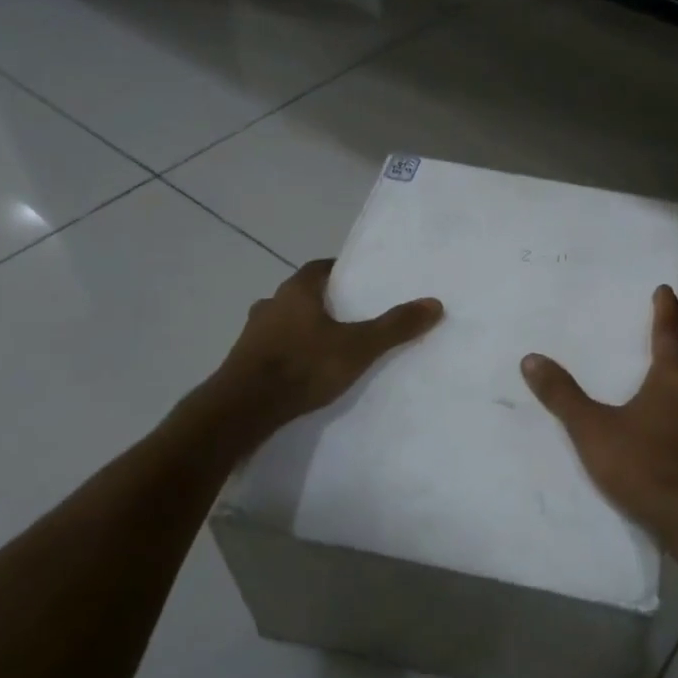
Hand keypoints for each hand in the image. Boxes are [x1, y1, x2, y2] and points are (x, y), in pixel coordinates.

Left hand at [221, 260, 443, 430]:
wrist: (242, 409)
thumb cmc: (303, 366)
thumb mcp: (359, 347)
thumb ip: (395, 326)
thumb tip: (435, 303)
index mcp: (297, 292)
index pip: (319, 268)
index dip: (339, 271)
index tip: (358, 280)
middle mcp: (271, 305)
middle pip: (301, 294)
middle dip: (323, 302)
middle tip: (349, 315)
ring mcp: (252, 334)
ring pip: (283, 321)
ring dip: (302, 328)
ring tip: (328, 346)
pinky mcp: (242, 362)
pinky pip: (271, 348)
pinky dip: (288, 352)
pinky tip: (303, 371)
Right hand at [521, 284, 677, 544]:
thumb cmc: (642, 464)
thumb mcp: (592, 429)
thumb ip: (563, 395)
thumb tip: (532, 359)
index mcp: (672, 381)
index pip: (668, 334)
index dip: (665, 311)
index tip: (666, 290)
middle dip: (665, 358)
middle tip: (648, 348)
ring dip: (670, 395)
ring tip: (648, 398)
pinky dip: (673, 426)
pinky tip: (659, 442)